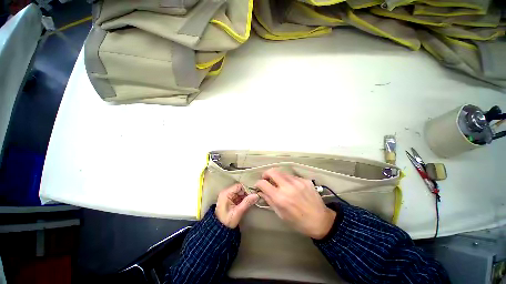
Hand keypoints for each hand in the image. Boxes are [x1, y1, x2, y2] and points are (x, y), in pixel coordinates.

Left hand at [215, 184, 259, 228]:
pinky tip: (250, 201)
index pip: (239, 186)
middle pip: (240, 189)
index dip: (247, 189)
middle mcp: (227, 192)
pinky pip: (239, 196)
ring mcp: (228, 196)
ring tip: (254, 199)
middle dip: (247, 193)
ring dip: (247, 196)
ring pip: (240, 193)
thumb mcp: (238, 212)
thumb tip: (256, 195)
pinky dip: (244, 199)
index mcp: (226, 193)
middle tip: (256, 197)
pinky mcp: (231, 200)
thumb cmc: (227, 221)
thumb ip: (247, 202)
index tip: (254, 193)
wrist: (220, 230)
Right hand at [255, 169, 335, 238]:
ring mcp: (297, 182)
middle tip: (267, 179)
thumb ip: (269, 200)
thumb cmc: (298, 222)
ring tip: (280, 184)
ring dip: (278, 177)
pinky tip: (292, 187)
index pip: (263, 183)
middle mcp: (288, 187)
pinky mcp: (305, 180)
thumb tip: (261, 192)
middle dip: (266, 174)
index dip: (258, 183)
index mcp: (280, 198)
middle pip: (272, 171)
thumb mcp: (281, 214)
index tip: (259, 186)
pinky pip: (292, 176)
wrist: (321, 221)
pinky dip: (288, 180)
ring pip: (282, 172)